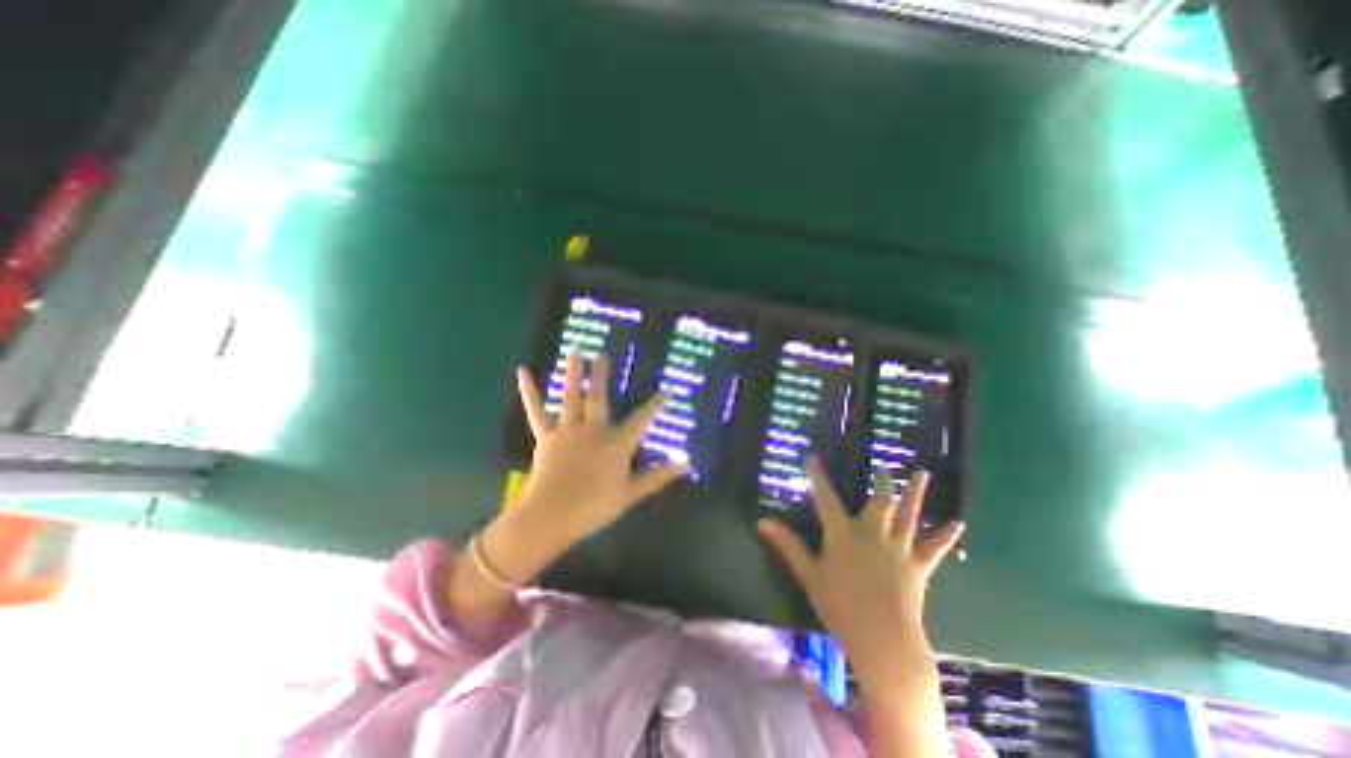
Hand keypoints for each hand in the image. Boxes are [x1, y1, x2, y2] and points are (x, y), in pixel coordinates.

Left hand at [512, 349, 689, 550]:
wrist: (550, 518)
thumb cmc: (594, 508)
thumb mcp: (631, 494)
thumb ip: (658, 476)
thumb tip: (687, 465)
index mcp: (616, 444)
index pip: (641, 420)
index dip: (655, 406)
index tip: (665, 392)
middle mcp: (593, 430)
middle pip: (599, 397)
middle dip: (602, 375)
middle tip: (603, 353)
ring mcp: (568, 431)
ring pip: (571, 396)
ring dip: (573, 372)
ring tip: (575, 350)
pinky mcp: (546, 437)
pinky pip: (537, 411)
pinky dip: (530, 392)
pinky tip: (523, 373)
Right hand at [759, 460, 958, 700]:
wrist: (883, 641)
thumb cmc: (840, 608)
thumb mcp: (808, 575)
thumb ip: (787, 546)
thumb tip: (762, 522)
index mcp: (842, 535)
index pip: (825, 499)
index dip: (817, 477)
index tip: (812, 458)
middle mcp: (871, 534)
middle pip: (877, 502)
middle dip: (880, 482)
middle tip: (883, 467)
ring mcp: (898, 549)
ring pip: (907, 515)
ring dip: (914, 493)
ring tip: (922, 473)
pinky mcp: (918, 566)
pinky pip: (934, 548)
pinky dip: (945, 536)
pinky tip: (958, 523)